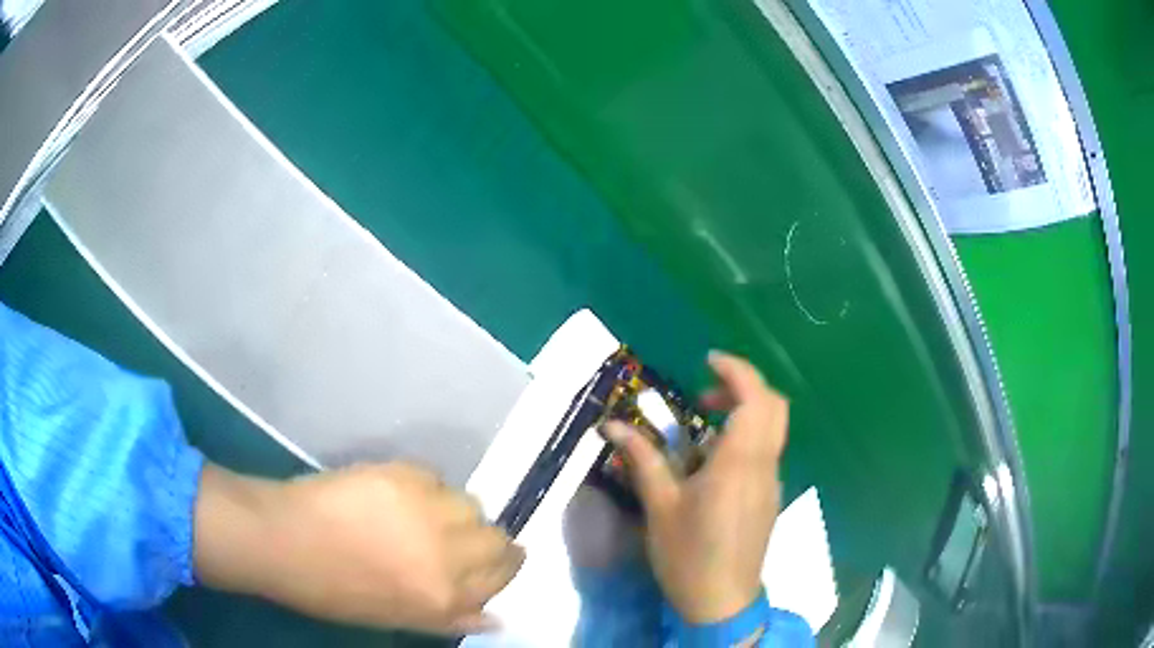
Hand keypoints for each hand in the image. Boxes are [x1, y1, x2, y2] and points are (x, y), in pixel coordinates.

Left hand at [194, 462, 524, 634]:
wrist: (283, 539)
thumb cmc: (334, 591)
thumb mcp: (398, 619)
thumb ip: (452, 618)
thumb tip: (496, 616)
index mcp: (443, 594)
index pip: (501, 575)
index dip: (505, 568)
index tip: (501, 563)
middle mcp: (445, 551)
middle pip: (497, 538)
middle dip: (492, 542)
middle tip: (466, 542)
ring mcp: (425, 508)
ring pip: (471, 505)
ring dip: (460, 514)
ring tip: (429, 518)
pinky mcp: (402, 473)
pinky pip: (436, 478)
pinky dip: (429, 489)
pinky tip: (403, 498)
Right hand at [603, 352, 787, 623]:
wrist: (722, 601)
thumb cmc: (688, 554)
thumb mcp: (660, 506)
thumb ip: (642, 459)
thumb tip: (612, 426)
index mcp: (739, 462)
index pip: (755, 397)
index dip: (736, 370)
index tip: (707, 361)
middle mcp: (764, 465)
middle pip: (774, 406)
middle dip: (743, 387)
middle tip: (705, 394)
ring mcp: (772, 482)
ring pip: (773, 429)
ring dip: (746, 412)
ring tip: (703, 428)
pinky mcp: (770, 498)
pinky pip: (766, 452)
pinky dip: (746, 438)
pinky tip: (712, 464)